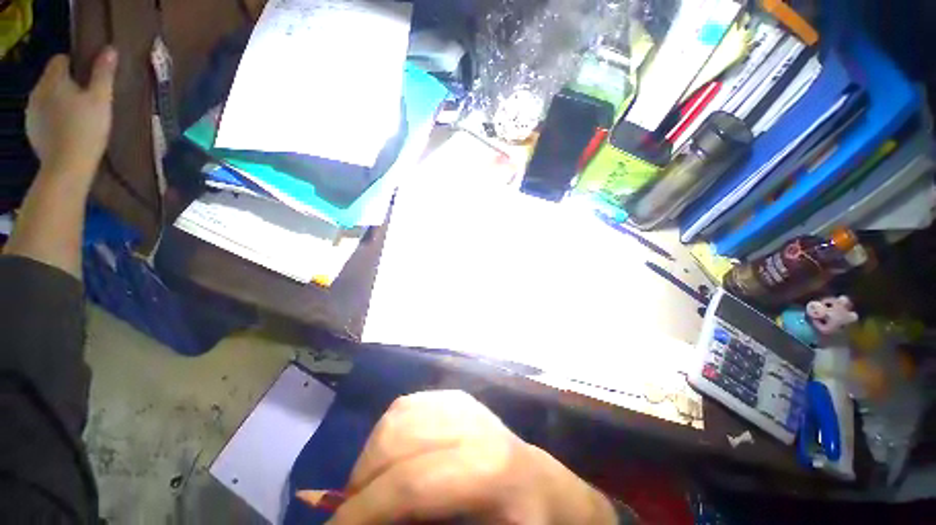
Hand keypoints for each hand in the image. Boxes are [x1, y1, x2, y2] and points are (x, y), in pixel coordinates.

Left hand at [26, 48, 117, 181]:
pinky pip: (42, 115)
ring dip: (59, 101)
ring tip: (77, 116)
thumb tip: (109, 49)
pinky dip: (53, 118)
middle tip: (86, 100)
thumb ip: (103, 73)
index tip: (89, 79)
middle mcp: (37, 91)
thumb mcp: (101, 100)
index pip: (60, 60)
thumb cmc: (86, 129)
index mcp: (53, 80)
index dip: (75, 65)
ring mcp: (31, 112)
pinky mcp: (31, 129)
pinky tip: (66, 129)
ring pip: (46, 97)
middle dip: (67, 84)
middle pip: (52, 79)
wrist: (67, 167)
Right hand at [324, 391, 617, 524]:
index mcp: (488, 469)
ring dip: (372, 455)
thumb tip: (387, 521)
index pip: (411, 484)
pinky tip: (391, 457)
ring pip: (399, 417)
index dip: (363, 511)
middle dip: (362, 482)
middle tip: (352, 515)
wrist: (544, 484)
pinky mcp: (456, 396)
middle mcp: (473, 423)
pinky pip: (409, 405)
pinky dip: (388, 432)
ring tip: (370, 488)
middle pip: (399, 442)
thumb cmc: (523, 523)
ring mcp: (464, 402)